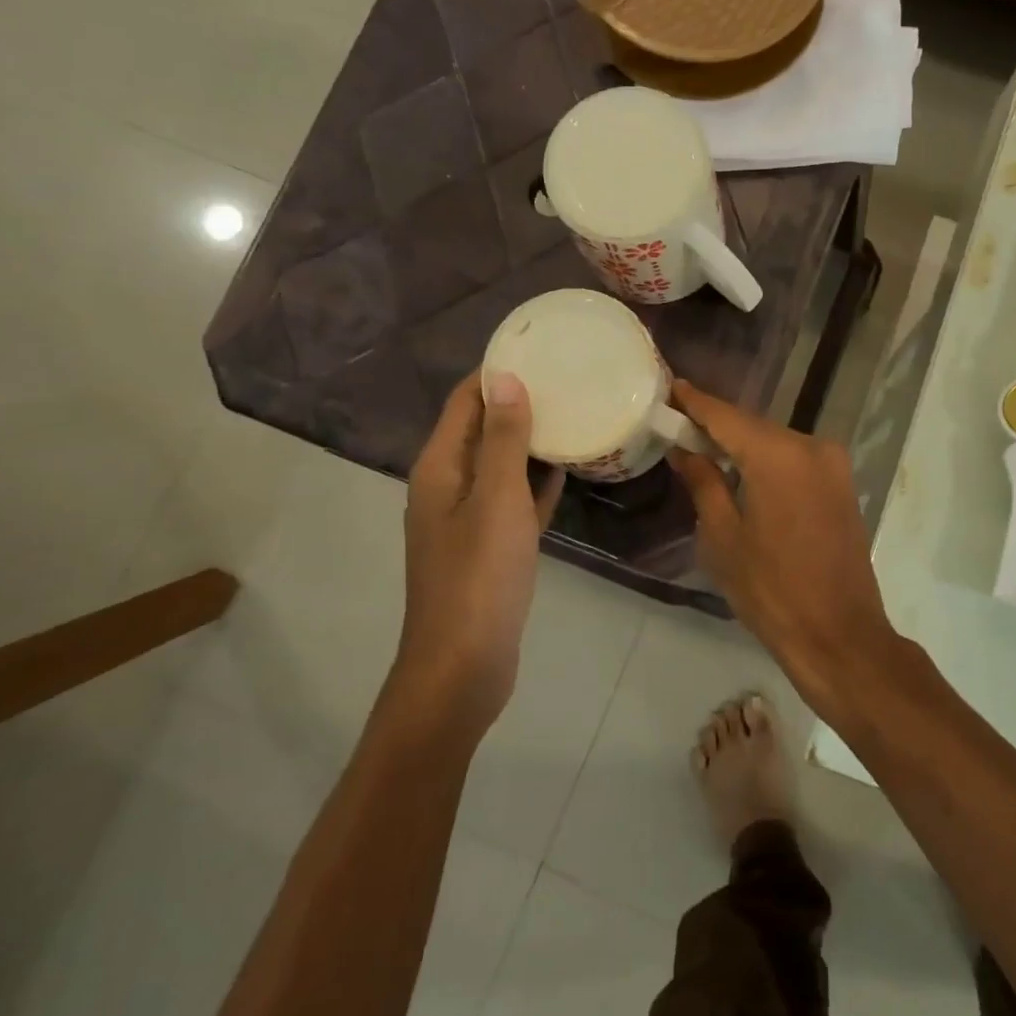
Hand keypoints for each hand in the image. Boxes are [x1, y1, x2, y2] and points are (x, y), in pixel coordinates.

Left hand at [398, 371, 564, 738]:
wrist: (463, 666)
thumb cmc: (479, 577)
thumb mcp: (496, 500)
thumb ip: (503, 439)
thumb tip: (505, 377)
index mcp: (440, 468)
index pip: (465, 401)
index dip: (496, 372)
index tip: (539, 349)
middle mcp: (448, 486)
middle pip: (482, 429)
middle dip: (519, 402)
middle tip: (569, 379)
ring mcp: (468, 519)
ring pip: (501, 465)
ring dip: (531, 441)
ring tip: (576, 414)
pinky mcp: (490, 547)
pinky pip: (514, 500)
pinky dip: (536, 482)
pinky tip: (568, 470)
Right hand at [666, 380, 899, 710]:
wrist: (840, 636)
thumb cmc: (771, 590)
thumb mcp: (723, 537)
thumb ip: (703, 482)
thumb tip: (684, 449)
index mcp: (778, 455)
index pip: (726, 416)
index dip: (695, 402)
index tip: (670, 386)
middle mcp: (812, 446)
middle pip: (753, 427)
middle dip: (717, 427)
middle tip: (679, 426)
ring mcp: (833, 465)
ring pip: (775, 443)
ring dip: (743, 446)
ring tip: (704, 450)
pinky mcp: (842, 485)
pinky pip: (796, 461)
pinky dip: (768, 462)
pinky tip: (743, 473)